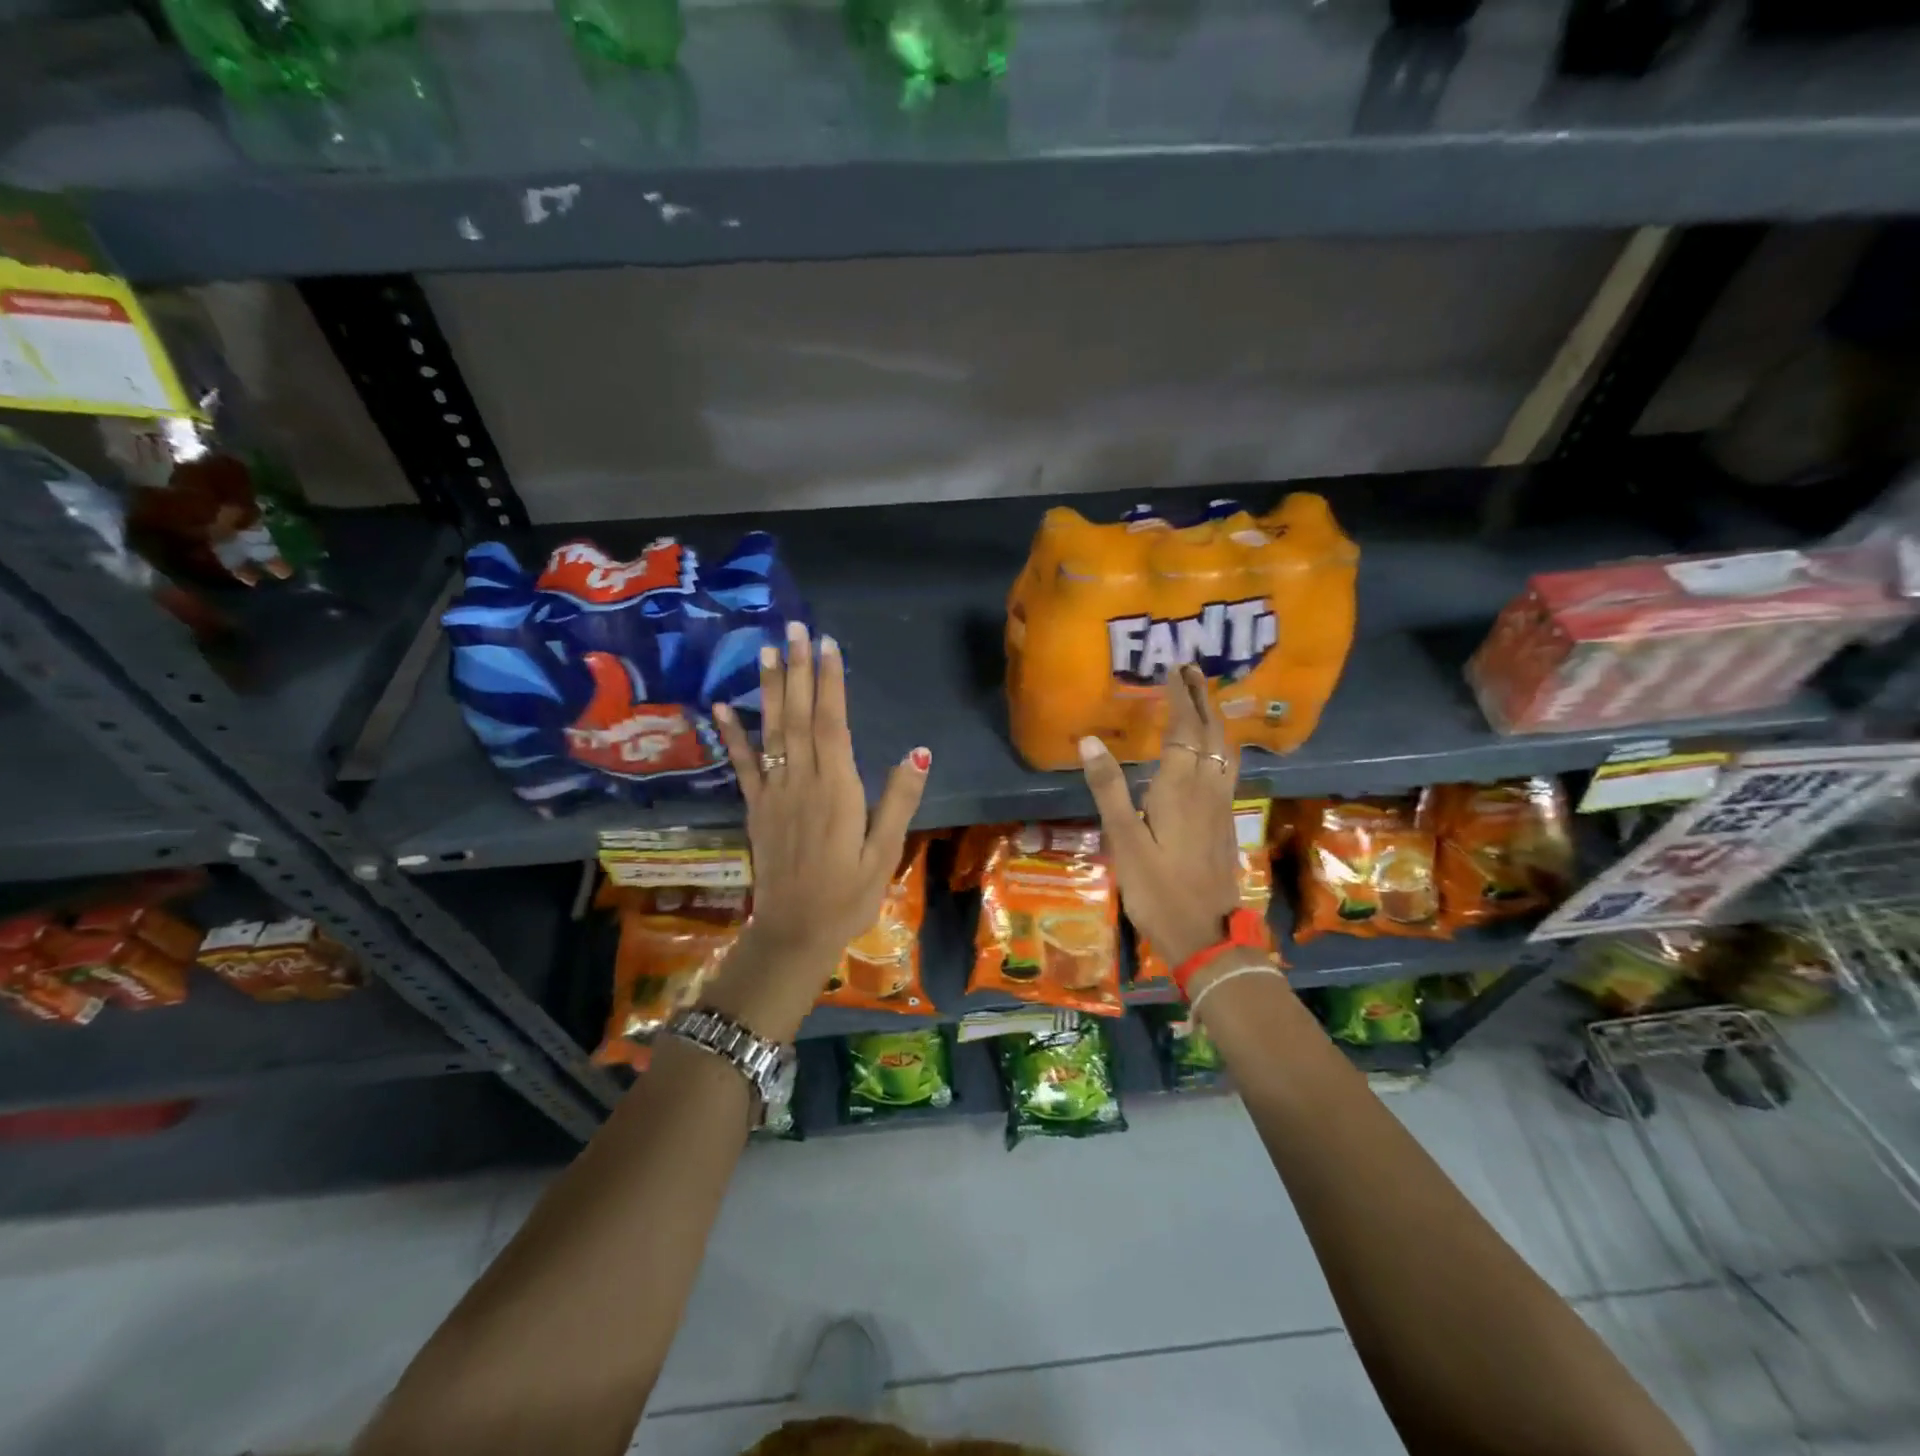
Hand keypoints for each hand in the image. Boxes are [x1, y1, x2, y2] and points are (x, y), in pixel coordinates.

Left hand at [709, 622, 929, 1037]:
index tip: (826, 645)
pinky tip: (721, 706)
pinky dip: (731, 735)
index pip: (833, 724)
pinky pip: (742, 766)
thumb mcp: (885, 853)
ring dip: (769, 690)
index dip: (830, 683)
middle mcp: (802, 783)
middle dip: (798, 671)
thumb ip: (899, 800)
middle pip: (800, 718)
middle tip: (793, 628)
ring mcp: (774, 794)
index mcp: (837, 791)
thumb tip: (919, 752)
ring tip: (766, 651)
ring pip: (771, 733)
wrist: (794, 934)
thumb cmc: (849, 895)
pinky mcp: (755, 809)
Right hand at [1078, 665, 1242, 967]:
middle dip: (1201, 698)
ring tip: (1204, 699)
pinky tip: (1213, 752)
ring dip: (1215, 718)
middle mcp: (1208, 788)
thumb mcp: (1124, 840)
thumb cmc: (1157, 889)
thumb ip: (1108, 788)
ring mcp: (1222, 805)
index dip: (1179, 696)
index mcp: (1181, 787)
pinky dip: (1221, 744)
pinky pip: (1228, 767)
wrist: (1206, 935)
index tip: (1173, 668)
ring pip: (1226, 749)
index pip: (1184, 729)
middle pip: (1211, 732)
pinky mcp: (1226, 822)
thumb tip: (1089, 740)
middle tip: (1191, 670)